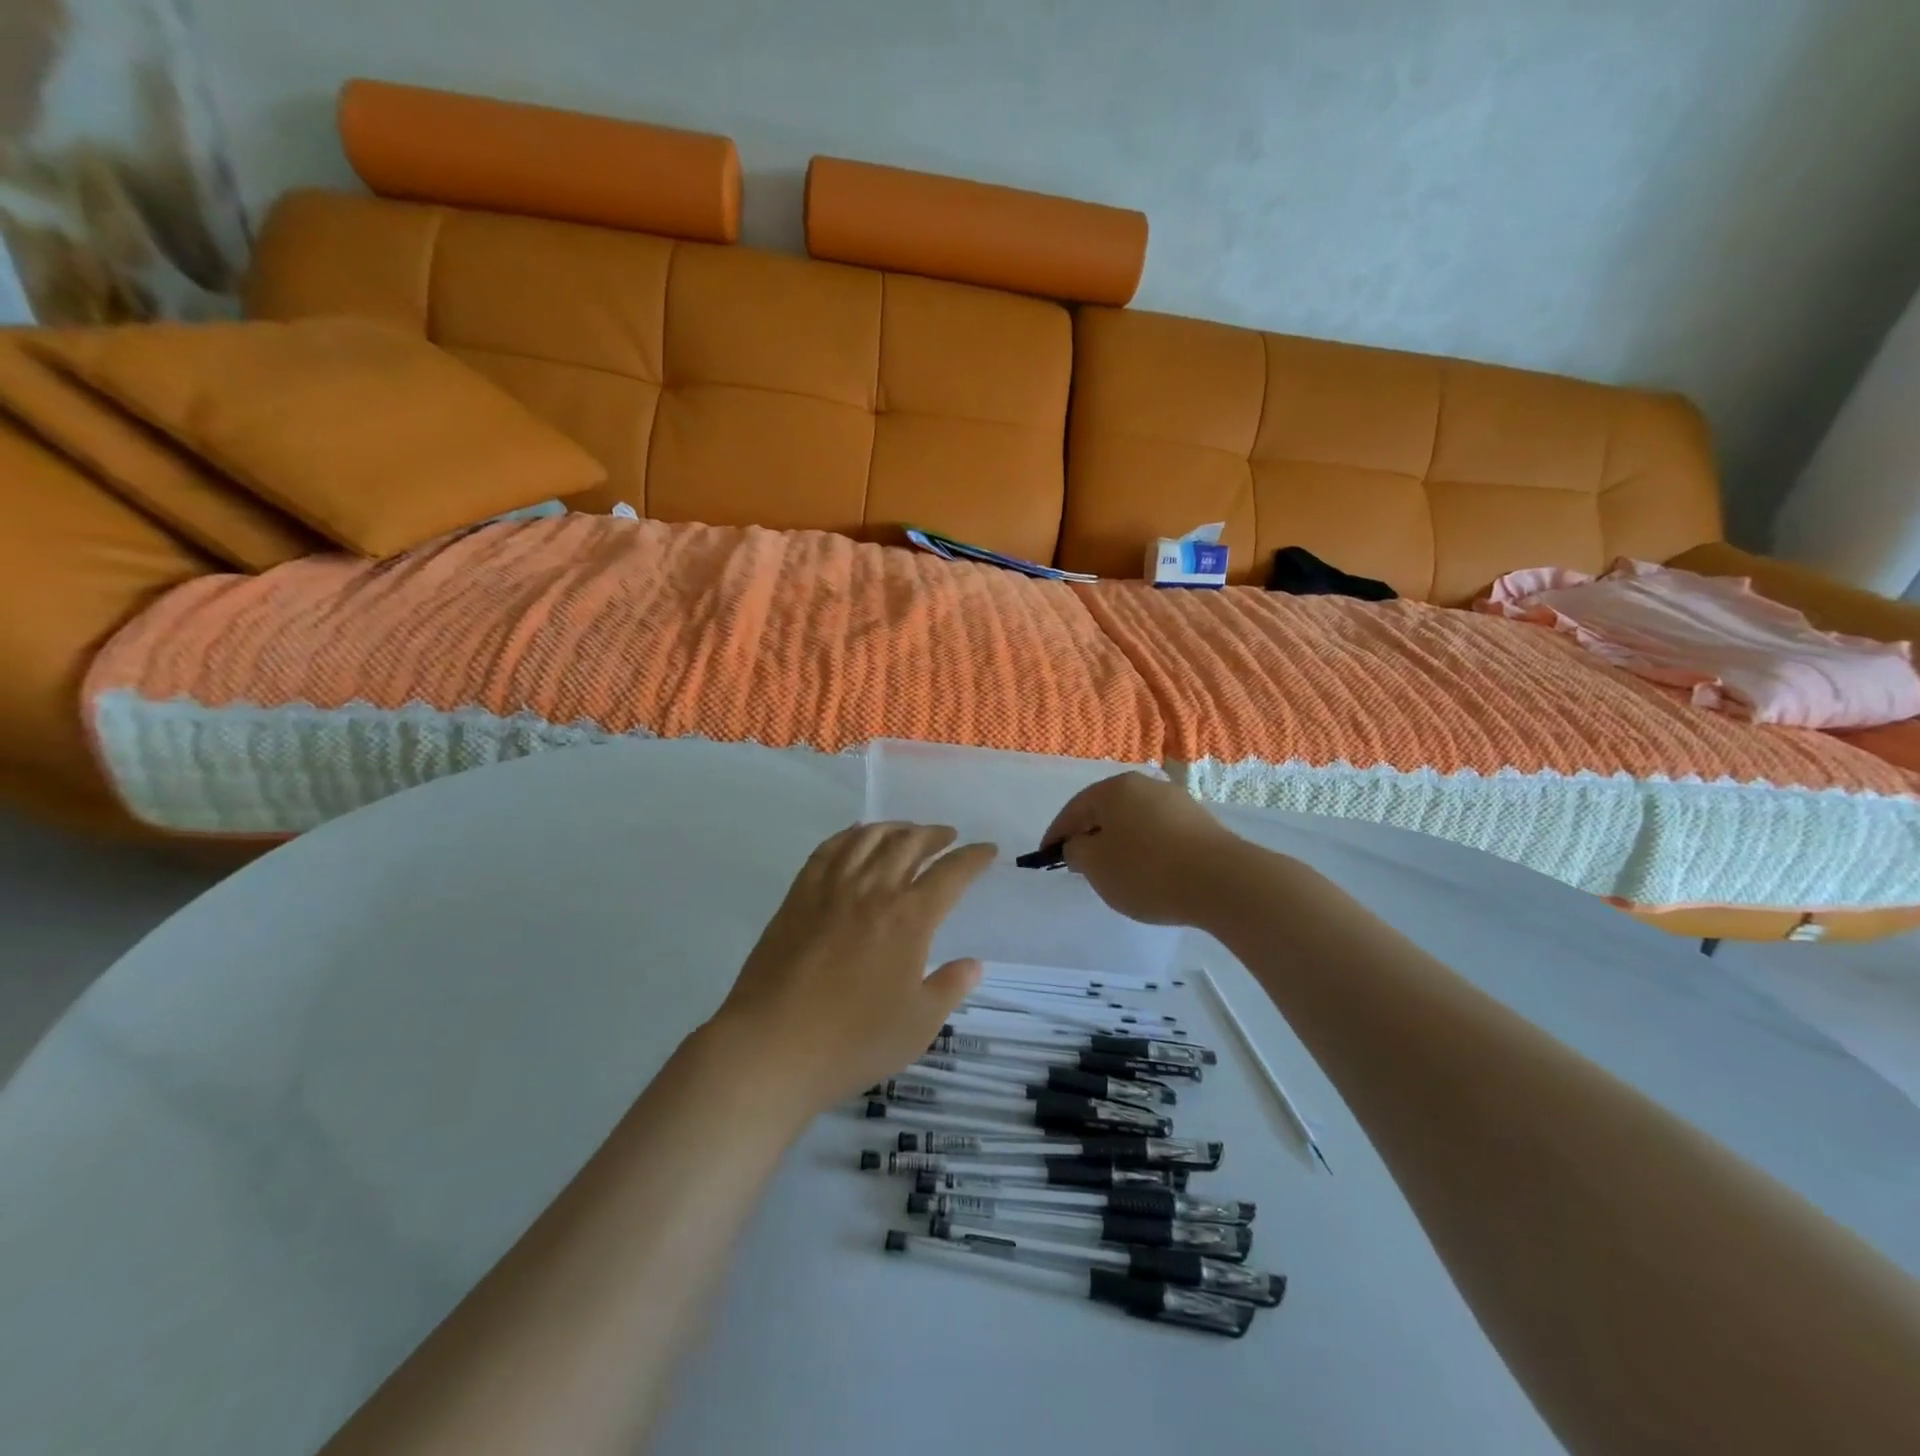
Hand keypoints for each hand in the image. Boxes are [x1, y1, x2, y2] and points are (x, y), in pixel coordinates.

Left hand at [714, 822, 996, 1112]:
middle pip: (909, 843)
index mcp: (909, 918)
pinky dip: (849, 835)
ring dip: (895, 828)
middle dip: (934, 835)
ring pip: (868, 838)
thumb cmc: (853, 1042)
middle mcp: (872, 890)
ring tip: (907, 832)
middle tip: (947, 837)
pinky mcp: (798, 896)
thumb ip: (948, 988)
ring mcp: (831, 888)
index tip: (987, 850)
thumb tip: (972, 964)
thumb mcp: (917, 1026)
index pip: (950, 873)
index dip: (973, 858)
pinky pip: (828, 849)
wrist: (772, 1047)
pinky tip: (856, 838)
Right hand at [1040, 773, 1244, 925]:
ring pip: (1134, 821)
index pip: (1074, 809)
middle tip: (1079, 863)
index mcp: (1115, 788)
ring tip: (1115, 872)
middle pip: (1106, 811)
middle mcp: (1146, 785)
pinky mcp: (1201, 823)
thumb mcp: (1096, 866)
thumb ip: (1076, 851)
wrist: (1224, 881)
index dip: (1056, 834)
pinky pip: (1159, 833)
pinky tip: (1149, 872)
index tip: (1047, 857)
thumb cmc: (1147, 870)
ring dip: (1119, 843)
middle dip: (1090, 835)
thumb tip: (1080, 844)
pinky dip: (1146, 849)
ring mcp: (1177, 802)